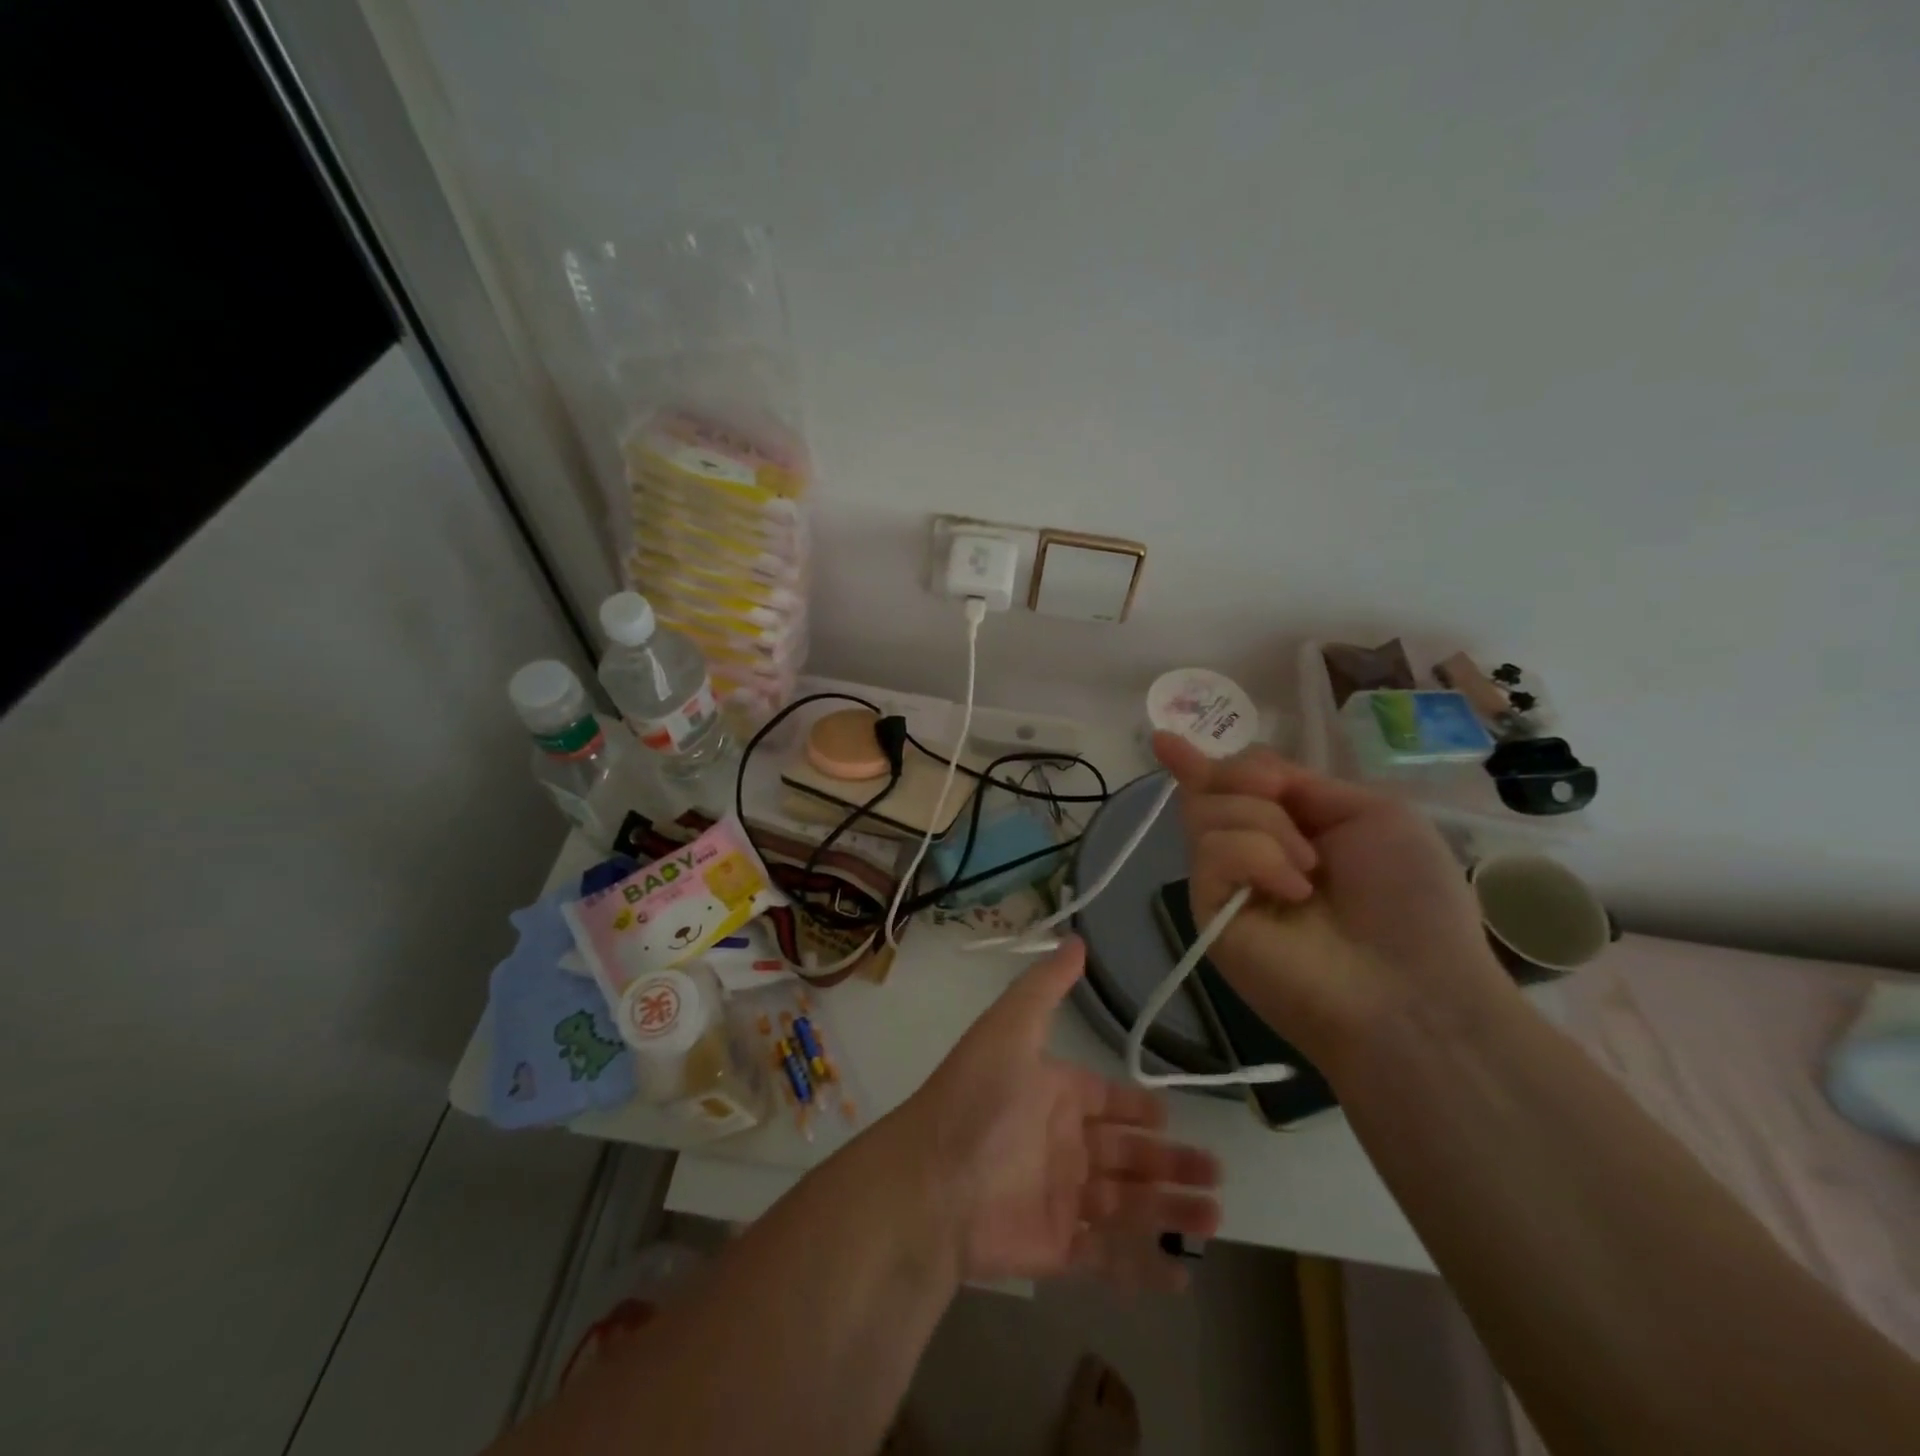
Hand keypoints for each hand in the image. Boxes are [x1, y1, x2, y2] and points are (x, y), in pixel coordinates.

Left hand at [899, 938, 1221, 1290]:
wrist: (933, 1181)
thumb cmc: (978, 1098)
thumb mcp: (1011, 1026)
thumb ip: (1045, 986)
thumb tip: (1076, 938)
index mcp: (1055, 1095)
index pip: (1106, 1100)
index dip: (1138, 1109)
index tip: (1173, 1116)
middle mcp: (1061, 1144)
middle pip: (1127, 1153)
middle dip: (1170, 1162)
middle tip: (1215, 1173)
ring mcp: (1061, 1198)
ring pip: (1128, 1204)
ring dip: (1169, 1209)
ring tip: (1215, 1214)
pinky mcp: (1057, 1247)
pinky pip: (1109, 1259)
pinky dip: (1144, 1267)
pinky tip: (1183, 1273)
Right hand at [1151, 733, 1513, 1071]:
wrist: (1413, 987)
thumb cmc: (1410, 898)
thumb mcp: (1372, 813)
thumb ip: (1302, 783)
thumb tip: (1243, 769)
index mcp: (1291, 827)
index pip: (1233, 785)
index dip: (1200, 762)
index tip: (1163, 740)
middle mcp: (1250, 850)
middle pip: (1212, 786)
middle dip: (1245, 776)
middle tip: (1279, 796)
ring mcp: (1226, 882)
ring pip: (1207, 810)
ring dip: (1266, 824)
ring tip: (1310, 870)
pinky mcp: (1209, 910)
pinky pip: (1213, 850)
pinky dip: (1257, 856)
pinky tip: (1294, 891)